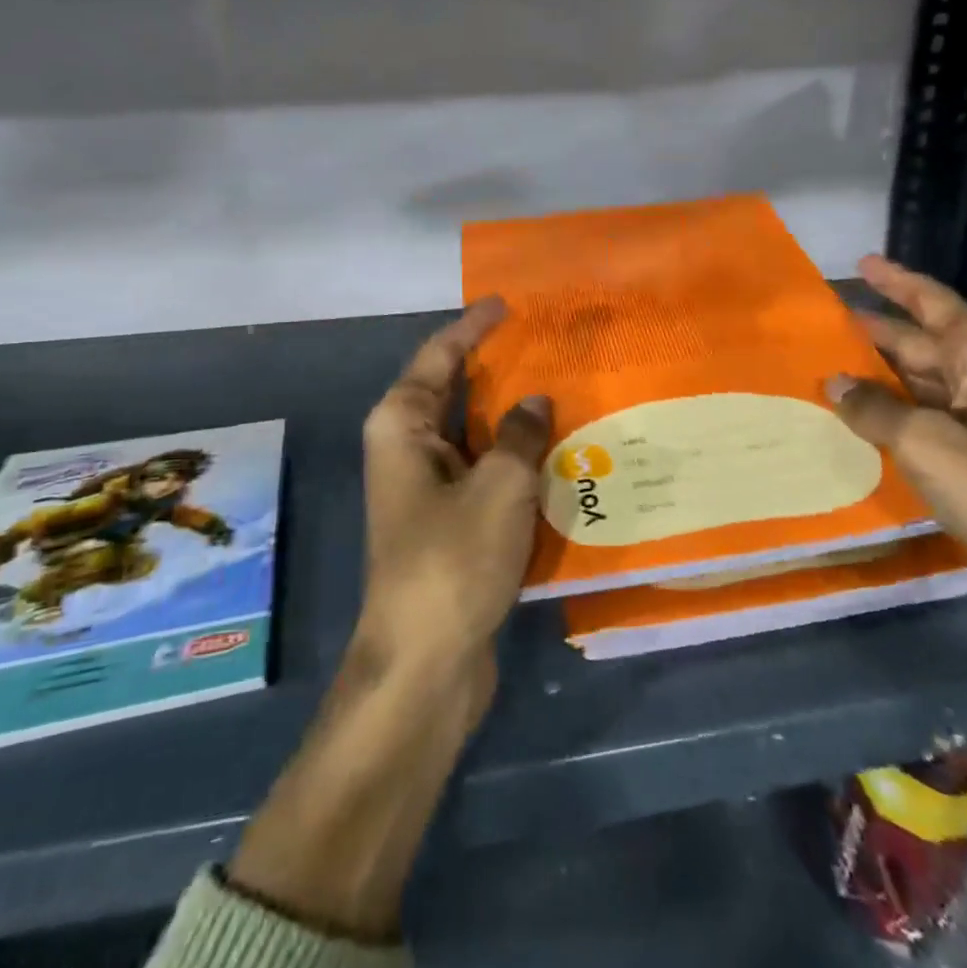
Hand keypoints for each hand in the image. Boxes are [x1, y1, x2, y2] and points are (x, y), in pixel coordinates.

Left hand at [353, 298, 552, 702]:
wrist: (426, 665)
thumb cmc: (452, 561)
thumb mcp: (498, 488)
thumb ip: (521, 435)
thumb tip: (536, 401)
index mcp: (402, 425)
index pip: (438, 356)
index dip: (472, 327)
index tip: (506, 303)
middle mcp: (408, 448)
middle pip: (455, 391)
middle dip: (498, 368)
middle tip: (549, 342)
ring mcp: (428, 487)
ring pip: (475, 434)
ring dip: (514, 417)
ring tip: (565, 388)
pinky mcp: (450, 521)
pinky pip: (486, 472)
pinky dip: (517, 458)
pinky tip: (559, 450)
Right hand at [827, 256, 966, 686]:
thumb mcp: (934, 446)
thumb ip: (876, 410)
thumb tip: (833, 382)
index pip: (933, 302)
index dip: (895, 281)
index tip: (859, 261)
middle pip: (924, 344)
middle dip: (875, 333)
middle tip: (819, 325)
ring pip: (924, 391)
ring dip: (879, 382)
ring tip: (824, 372)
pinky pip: (930, 434)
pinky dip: (894, 427)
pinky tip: (858, 430)